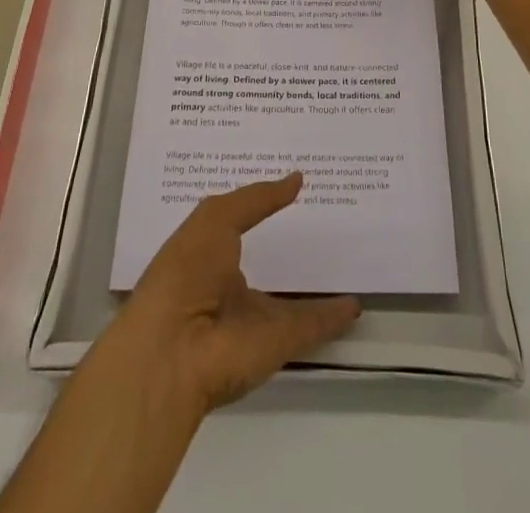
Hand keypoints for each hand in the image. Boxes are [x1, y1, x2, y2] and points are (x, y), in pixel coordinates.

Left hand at [108, 173, 359, 413]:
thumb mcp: (216, 218)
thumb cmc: (186, 270)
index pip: (238, 226)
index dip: (260, 208)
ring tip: (345, 261)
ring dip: (315, 287)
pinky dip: (333, 317)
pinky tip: (355, 302)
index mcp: (207, 255)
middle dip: (288, 248)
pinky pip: (311, 325)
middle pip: (266, 265)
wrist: (174, 351)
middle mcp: (229, 288)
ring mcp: (254, 318)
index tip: (289, 188)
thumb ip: (257, 198)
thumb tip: (296, 178)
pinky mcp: (277, 344)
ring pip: (291, 300)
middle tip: (325, 220)